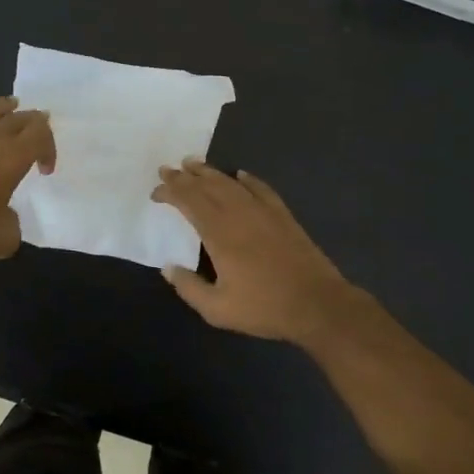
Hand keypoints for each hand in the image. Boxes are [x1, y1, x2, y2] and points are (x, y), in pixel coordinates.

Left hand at [0, 97, 55, 260]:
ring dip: (2, 105)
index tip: (44, 171)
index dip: (49, 147)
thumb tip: (6, 216)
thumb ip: (13, 224)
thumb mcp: (3, 239)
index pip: (41, 135)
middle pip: (18, 118)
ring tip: (11, 104)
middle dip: (33, 123)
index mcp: (12, 157)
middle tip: (37, 133)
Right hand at [151, 160, 358, 343]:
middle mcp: (239, 214)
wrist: (317, 304)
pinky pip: (261, 189)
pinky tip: (240, 174)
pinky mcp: (283, 216)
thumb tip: (168, 268)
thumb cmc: (265, 307)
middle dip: (184, 176)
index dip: (170, 192)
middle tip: (167, 169)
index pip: (189, 202)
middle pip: (207, 187)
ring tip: (194, 163)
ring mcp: (264, 212)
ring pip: (231, 184)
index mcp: (219, 234)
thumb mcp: (218, 309)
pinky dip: (247, 180)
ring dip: (210, 172)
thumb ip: (189, 288)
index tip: (156, 192)